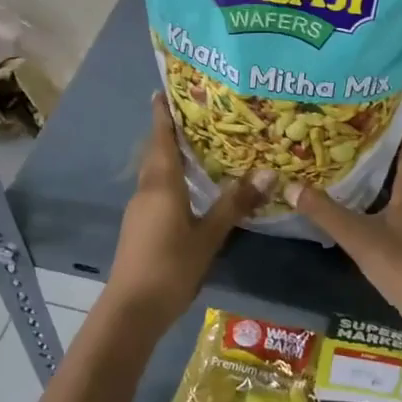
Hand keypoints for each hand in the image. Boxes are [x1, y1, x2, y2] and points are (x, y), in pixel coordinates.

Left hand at [105, 94, 269, 335]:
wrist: (132, 309)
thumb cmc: (171, 267)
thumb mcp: (209, 235)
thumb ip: (235, 203)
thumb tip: (269, 172)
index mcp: (161, 185)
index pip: (161, 139)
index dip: (162, 115)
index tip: (162, 92)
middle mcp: (146, 190)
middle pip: (156, 153)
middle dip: (169, 132)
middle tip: (194, 115)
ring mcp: (139, 210)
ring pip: (155, 173)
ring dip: (170, 157)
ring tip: (196, 146)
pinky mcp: (139, 227)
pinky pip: (156, 191)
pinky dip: (170, 179)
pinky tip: (189, 189)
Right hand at [284, 130, 401, 348]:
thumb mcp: (360, 239)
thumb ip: (325, 213)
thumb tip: (291, 187)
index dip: (392, 124)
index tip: (363, 114)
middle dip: (375, 153)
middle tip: (341, 144)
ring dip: (378, 180)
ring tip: (344, 173)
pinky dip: (384, 205)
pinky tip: (362, 213)